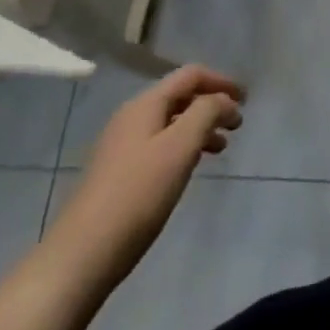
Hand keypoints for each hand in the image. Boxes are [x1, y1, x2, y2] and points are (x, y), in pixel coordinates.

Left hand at [37, 65, 244, 304]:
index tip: (246, 100)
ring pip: (171, 122)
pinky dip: (183, 146)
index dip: (221, 81)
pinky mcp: (118, 172)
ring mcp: (122, 145)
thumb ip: (206, 113)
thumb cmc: (138, 195)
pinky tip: (191, 167)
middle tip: (237, 126)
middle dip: (212, 104)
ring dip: (200, 127)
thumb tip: (224, 101)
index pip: (190, 75)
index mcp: (145, 104)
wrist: (83, 254)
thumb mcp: (180, 147)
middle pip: (179, 96)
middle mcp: (132, 117)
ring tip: (221, 148)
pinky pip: (160, 144)